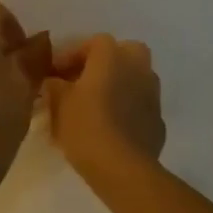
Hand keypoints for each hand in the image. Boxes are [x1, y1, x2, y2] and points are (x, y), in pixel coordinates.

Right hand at [41, 35, 164, 178]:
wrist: (123, 169)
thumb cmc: (86, 127)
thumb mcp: (58, 104)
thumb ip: (54, 86)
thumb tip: (54, 82)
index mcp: (112, 56)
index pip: (93, 42)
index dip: (71, 55)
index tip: (56, 74)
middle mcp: (137, 67)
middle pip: (124, 52)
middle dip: (105, 63)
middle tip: (83, 81)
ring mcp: (152, 94)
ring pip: (135, 78)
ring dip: (118, 85)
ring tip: (96, 105)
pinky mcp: (158, 121)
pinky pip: (140, 105)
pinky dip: (128, 109)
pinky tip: (112, 127)